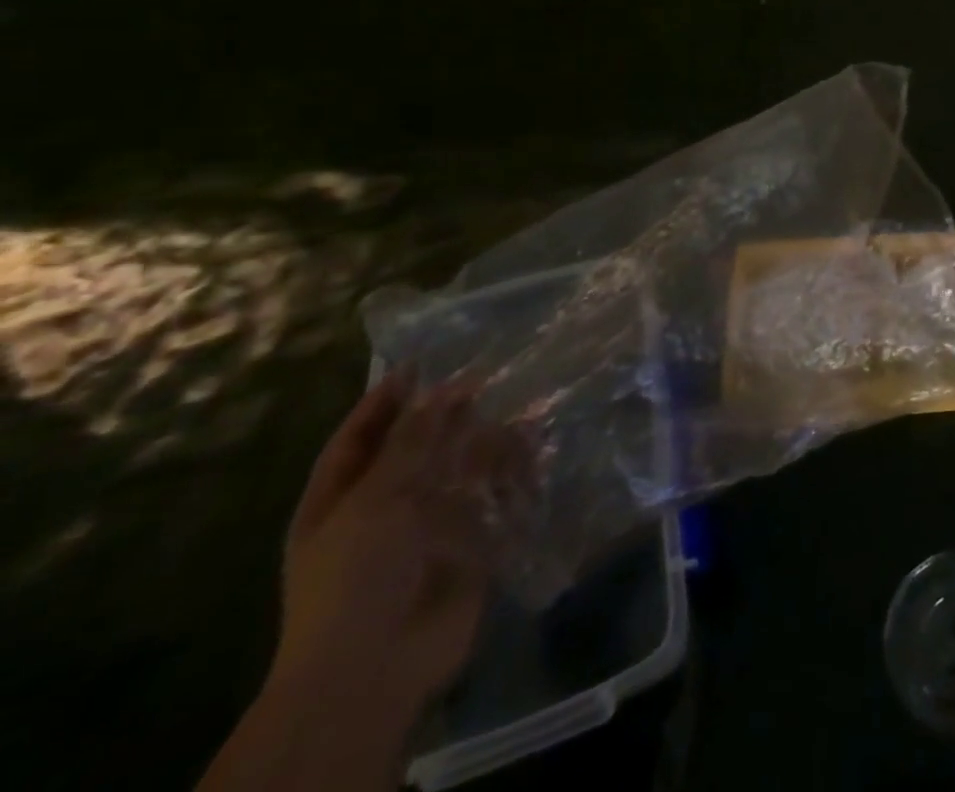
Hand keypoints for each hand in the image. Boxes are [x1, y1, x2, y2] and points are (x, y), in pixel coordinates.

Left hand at [269, 371, 526, 733]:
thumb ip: (415, 441)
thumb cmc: (356, 576)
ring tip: (528, 407)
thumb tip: (447, 388)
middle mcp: (385, 506)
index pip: (360, 437)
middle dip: (452, 415)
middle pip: (420, 447)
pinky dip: (517, 473)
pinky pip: (496, 497)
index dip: (386, 400)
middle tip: (493, 373)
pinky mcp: (470, 540)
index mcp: (340, 499)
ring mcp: (430, 524)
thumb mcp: (376, 499)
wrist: (377, 665)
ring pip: (464, 469)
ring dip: (492, 440)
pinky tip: (540, 448)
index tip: (421, 362)